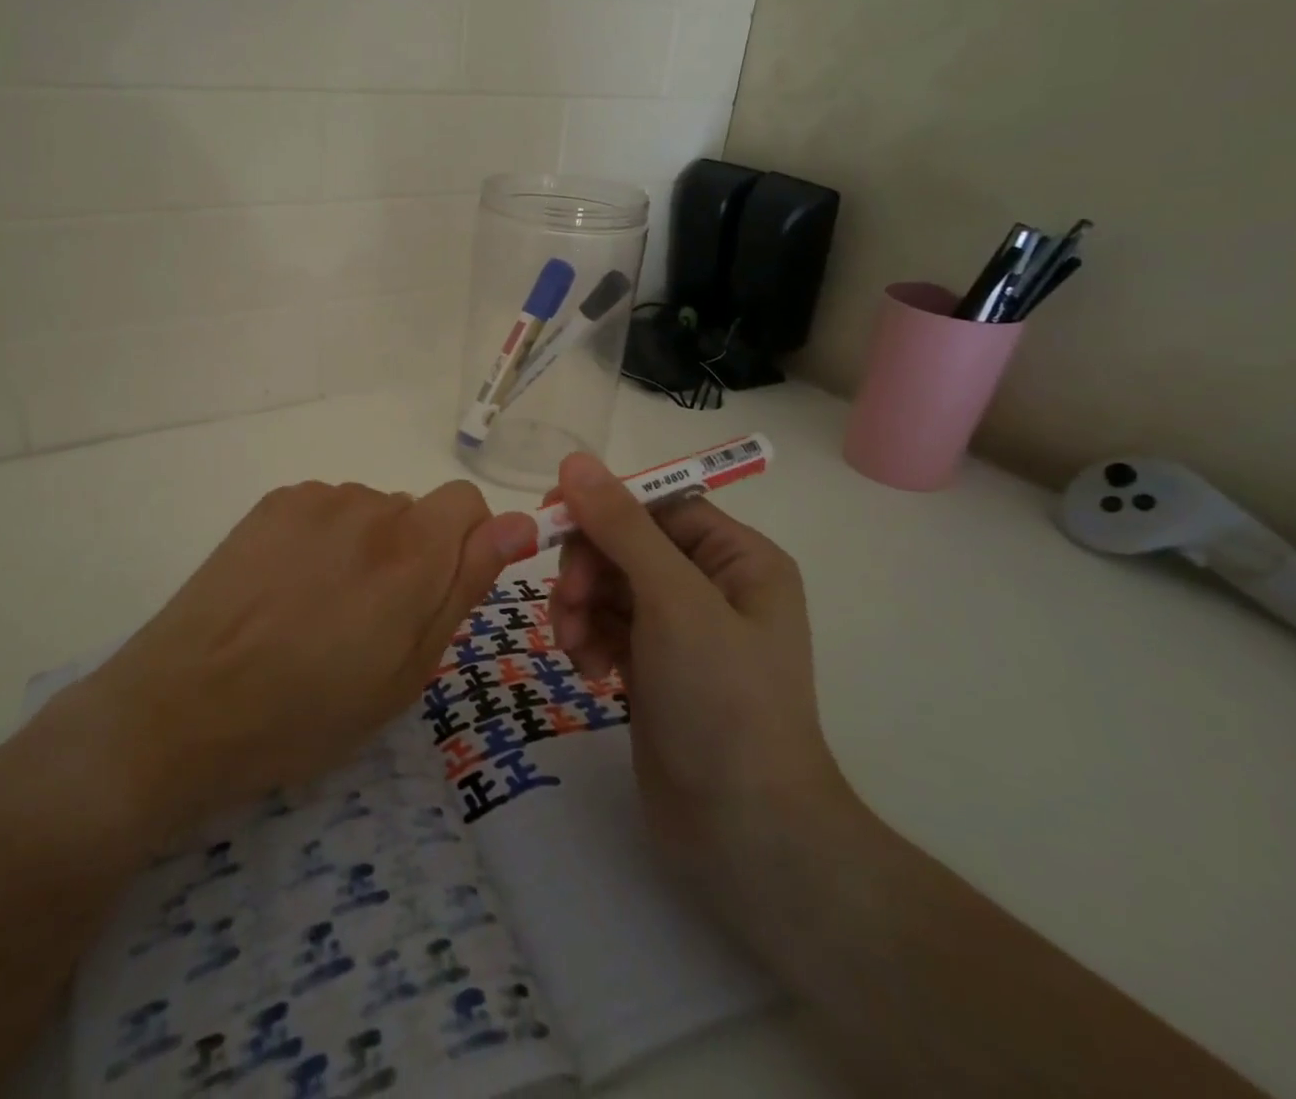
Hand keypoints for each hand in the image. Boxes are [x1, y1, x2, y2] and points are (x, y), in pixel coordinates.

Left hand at [52, 479, 534, 846]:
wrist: (186, 706)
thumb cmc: (309, 710)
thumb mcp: (408, 671)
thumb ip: (465, 586)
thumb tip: (519, 524)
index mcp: (412, 550)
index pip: (468, 502)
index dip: (465, 544)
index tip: (437, 592)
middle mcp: (368, 506)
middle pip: (416, 511)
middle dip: (412, 554)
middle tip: (370, 622)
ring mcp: (314, 499)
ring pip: (369, 512)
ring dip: (365, 548)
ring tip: (320, 611)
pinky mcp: (272, 502)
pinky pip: (325, 509)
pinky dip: (323, 539)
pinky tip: (287, 589)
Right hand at [545, 452, 856, 926]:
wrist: (744, 834)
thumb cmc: (722, 700)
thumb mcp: (672, 600)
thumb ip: (622, 527)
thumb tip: (575, 462)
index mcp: (738, 558)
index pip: (657, 505)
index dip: (604, 506)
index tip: (551, 516)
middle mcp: (712, 586)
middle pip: (626, 545)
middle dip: (588, 569)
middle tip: (567, 602)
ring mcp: (681, 630)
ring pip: (608, 587)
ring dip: (580, 607)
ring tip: (574, 646)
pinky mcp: (654, 668)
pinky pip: (607, 628)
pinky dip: (588, 640)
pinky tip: (587, 671)